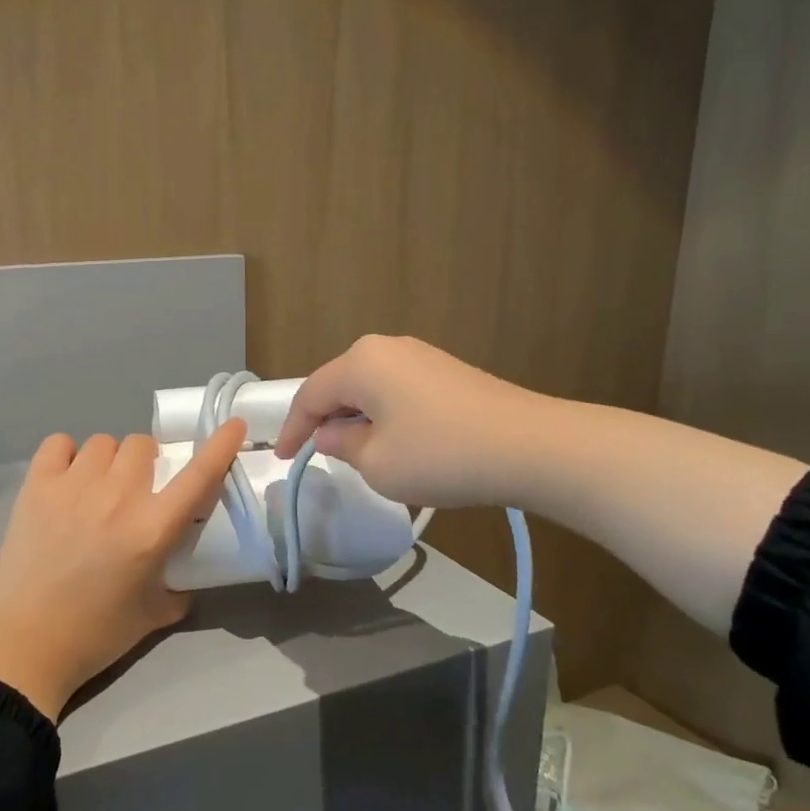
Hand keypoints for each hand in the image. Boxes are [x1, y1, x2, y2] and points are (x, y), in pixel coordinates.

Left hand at [0, 422, 246, 720]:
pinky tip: (65, 480)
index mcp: (152, 529)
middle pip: (142, 445)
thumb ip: (180, 586)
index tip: (233, 425)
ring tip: (96, 489)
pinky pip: (59, 444)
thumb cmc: (95, 635)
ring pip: (103, 442)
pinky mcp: (36, 486)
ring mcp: (73, 486)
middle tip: (135, 490)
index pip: (198, 475)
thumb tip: (186, 570)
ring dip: (108, 461)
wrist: (24, 645)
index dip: (220, 446)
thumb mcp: (154, 614)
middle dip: (145, 464)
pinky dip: (67, 455)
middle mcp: (117, 497)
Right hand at [273, 335, 535, 507]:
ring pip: (369, 387)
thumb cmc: (439, 455)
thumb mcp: (377, 463)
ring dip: (355, 418)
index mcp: (360, 362)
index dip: (292, 429)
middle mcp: (386, 347)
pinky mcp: (445, 371)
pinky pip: (396, 390)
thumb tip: (330, 434)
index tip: (281, 458)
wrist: (529, 446)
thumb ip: (342, 446)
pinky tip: (392, 441)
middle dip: (324, 420)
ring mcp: (420, 356)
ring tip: (352, 451)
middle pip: (339, 385)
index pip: (310, 395)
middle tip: (314, 453)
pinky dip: (383, 415)